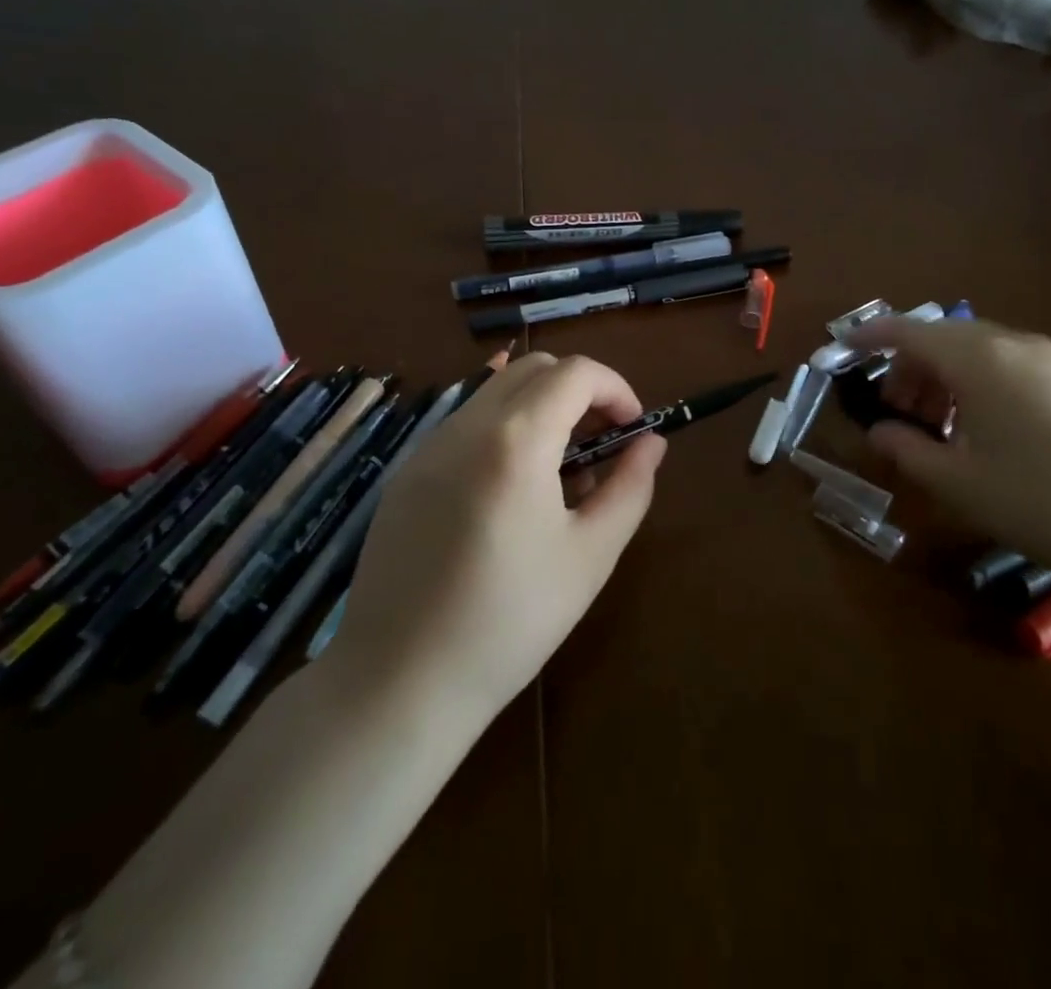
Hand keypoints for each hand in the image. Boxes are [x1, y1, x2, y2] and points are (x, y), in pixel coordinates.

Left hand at [333, 352, 665, 719]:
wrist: (400, 682)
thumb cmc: (511, 621)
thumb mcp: (591, 555)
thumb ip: (630, 487)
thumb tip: (650, 443)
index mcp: (516, 440)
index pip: (576, 373)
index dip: (616, 389)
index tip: (633, 429)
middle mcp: (466, 426)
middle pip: (534, 369)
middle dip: (579, 390)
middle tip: (601, 443)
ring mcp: (428, 447)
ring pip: (497, 392)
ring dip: (541, 409)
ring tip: (560, 474)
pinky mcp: (407, 473)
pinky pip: (466, 425)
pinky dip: (504, 431)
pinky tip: (511, 494)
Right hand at [853, 317, 1050, 588]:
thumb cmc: (1043, 502)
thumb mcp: (960, 483)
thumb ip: (908, 450)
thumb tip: (881, 432)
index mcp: (976, 358)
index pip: (907, 331)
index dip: (869, 337)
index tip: (842, 349)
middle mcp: (1012, 344)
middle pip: (941, 339)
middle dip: (908, 368)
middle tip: (895, 414)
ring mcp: (1050, 360)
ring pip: (975, 352)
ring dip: (942, 378)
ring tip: (936, 428)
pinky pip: (1007, 366)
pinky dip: (976, 385)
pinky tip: (982, 432)